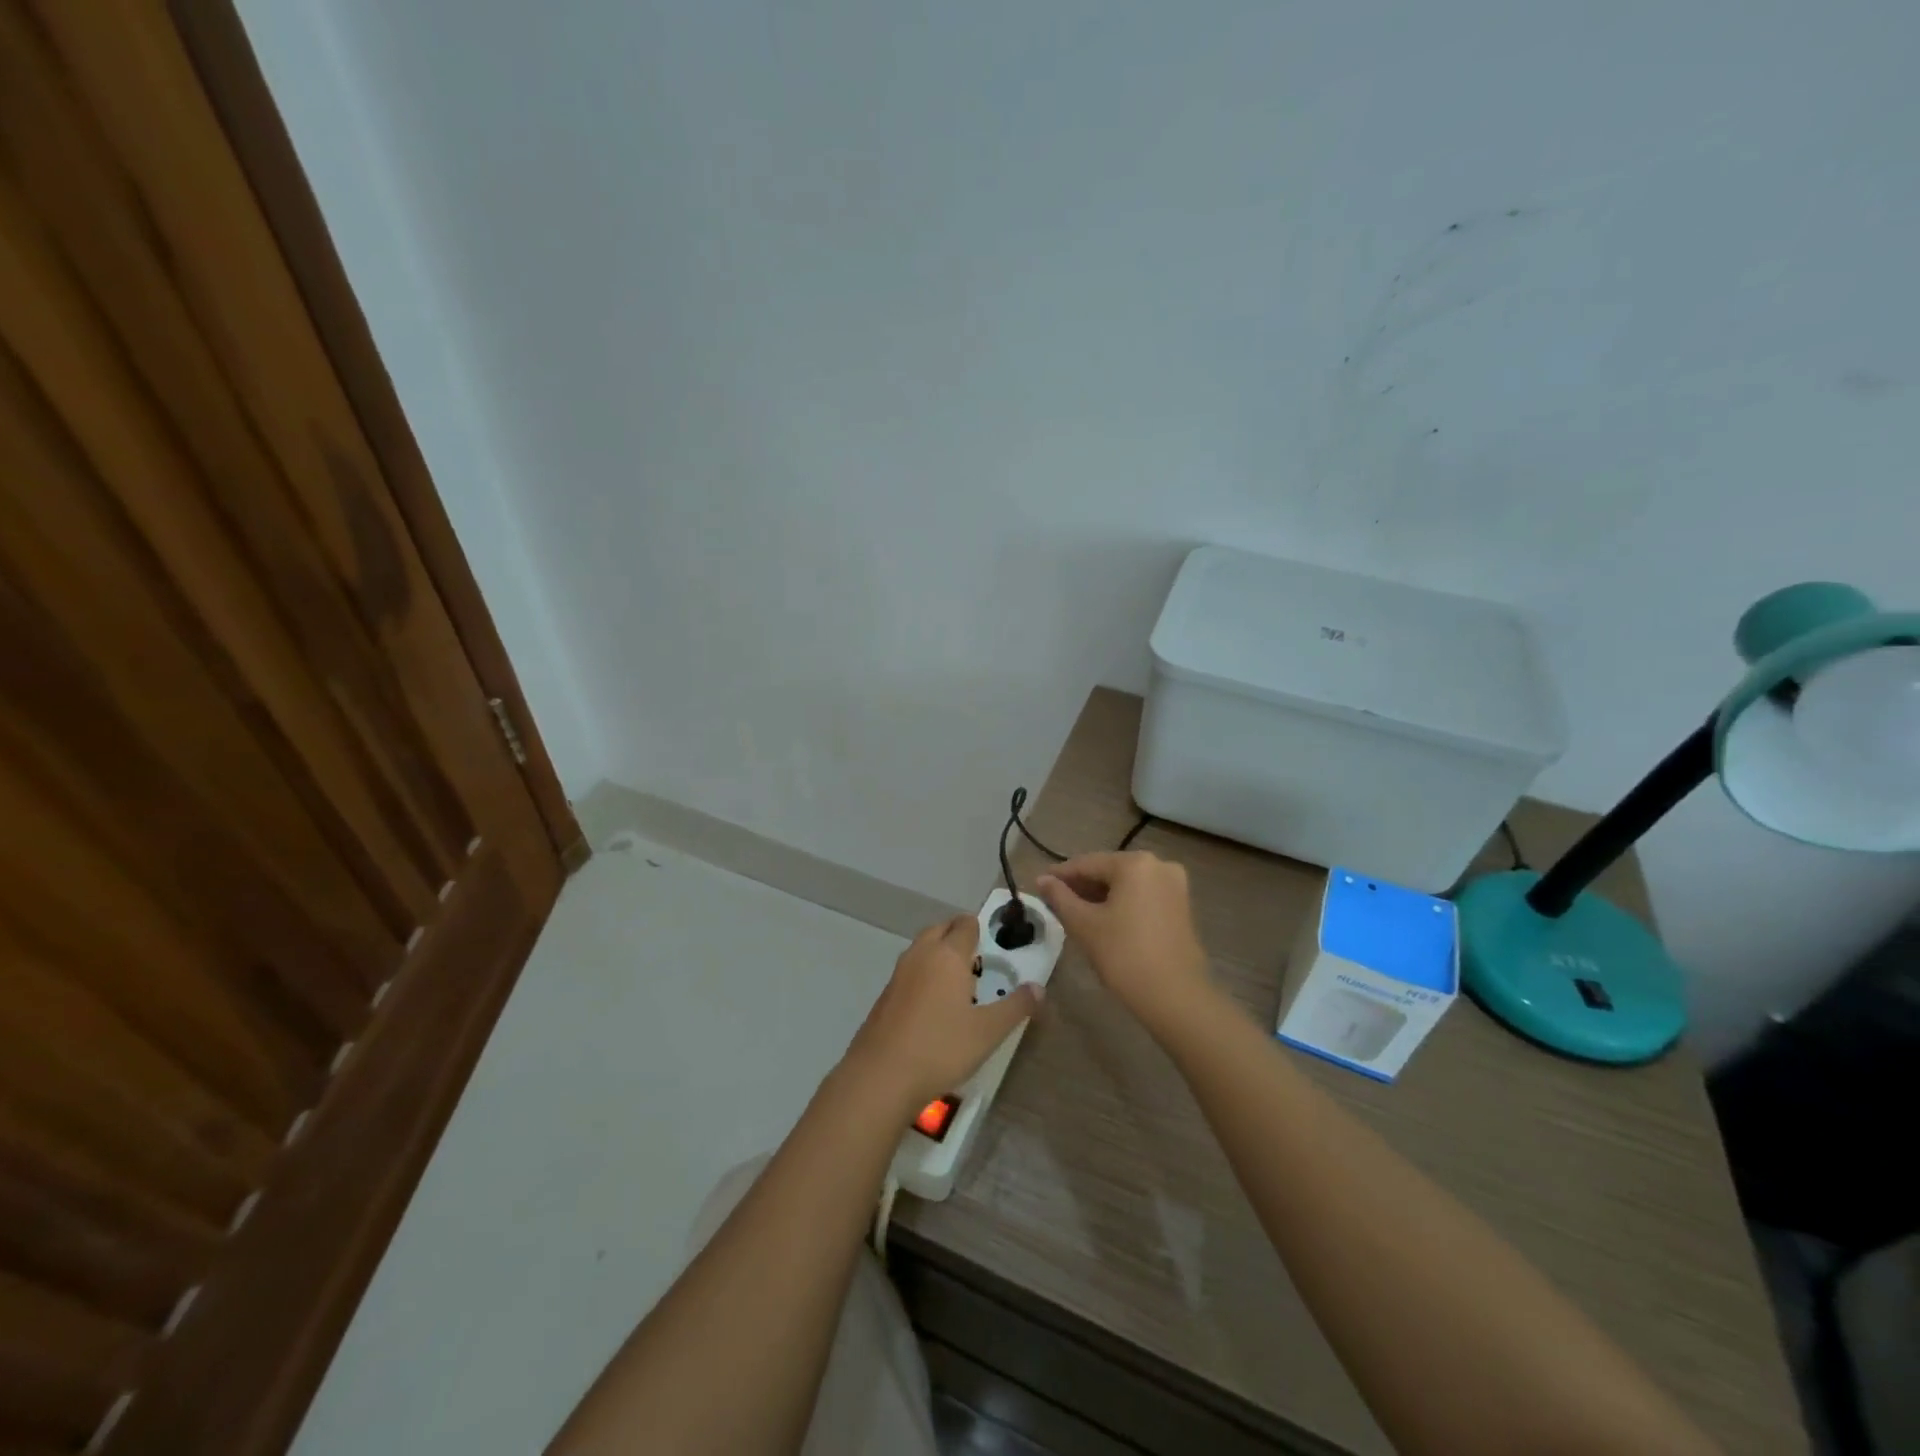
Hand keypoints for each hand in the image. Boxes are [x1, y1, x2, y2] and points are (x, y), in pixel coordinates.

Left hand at [842, 914, 1042, 1115]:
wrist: (881, 1075)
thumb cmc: (941, 1047)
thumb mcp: (988, 1031)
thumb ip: (1016, 1007)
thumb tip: (1039, 988)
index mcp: (947, 955)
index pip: (965, 924)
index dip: (980, 929)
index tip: (994, 944)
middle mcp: (921, 955)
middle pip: (940, 929)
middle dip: (958, 936)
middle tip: (978, 959)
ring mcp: (898, 974)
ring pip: (921, 949)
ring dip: (938, 954)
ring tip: (958, 981)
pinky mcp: (885, 995)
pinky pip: (909, 971)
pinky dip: (923, 975)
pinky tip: (933, 1005)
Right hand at [1036, 851, 1213, 1032]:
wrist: (1176, 997)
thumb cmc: (1124, 956)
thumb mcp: (1084, 925)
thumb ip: (1060, 897)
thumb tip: (1042, 880)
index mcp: (1135, 863)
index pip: (1087, 863)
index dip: (1060, 875)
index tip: (1039, 885)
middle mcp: (1159, 865)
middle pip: (1109, 871)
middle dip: (1081, 886)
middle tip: (1054, 902)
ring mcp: (1175, 885)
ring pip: (1126, 884)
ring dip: (1100, 896)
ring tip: (1074, 912)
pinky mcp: (1181, 906)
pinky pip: (1142, 896)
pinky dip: (1121, 904)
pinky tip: (1103, 920)